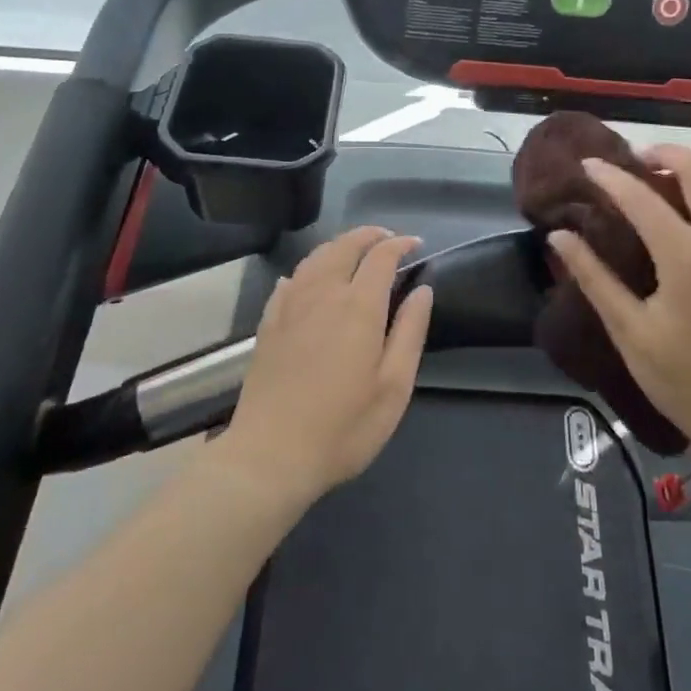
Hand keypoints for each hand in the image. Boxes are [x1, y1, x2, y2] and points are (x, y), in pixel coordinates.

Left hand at [216, 227, 432, 508]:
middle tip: (388, 239)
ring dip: (339, 246)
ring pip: (315, 257)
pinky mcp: (269, 323)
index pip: (381, 256)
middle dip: (369, 235)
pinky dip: (308, 269)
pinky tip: (310, 280)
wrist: (270, 455)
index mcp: (358, 306)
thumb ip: (410, 332)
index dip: (401, 244)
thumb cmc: (343, 427)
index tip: (416, 245)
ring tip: (355, 252)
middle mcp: (323, 293)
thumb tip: (422, 290)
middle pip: (345, 246)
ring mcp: (290, 305)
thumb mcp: (393, 387)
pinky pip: (290, 280)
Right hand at [547, 145, 690, 457]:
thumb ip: (594, 279)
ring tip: (684, 184)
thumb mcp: (630, 333)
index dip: (610, 176)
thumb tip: (559, 237)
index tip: (589, 164)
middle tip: (643, 161)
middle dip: (668, 154)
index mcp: (686, 258)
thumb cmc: (688, 382)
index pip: (640, 197)